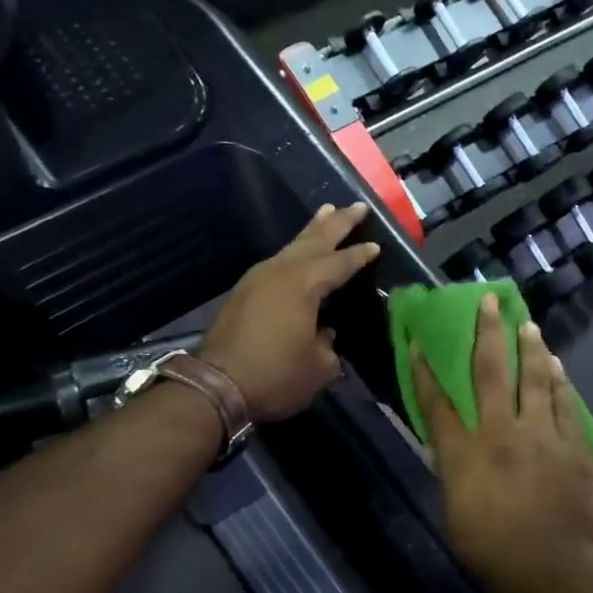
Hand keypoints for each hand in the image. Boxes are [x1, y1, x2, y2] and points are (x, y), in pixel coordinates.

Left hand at [201, 203, 380, 422]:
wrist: (216, 386)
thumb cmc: (275, 376)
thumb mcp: (318, 367)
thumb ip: (327, 345)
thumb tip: (324, 333)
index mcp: (304, 285)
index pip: (339, 263)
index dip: (359, 256)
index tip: (376, 246)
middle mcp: (280, 272)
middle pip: (314, 240)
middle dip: (337, 223)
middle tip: (357, 206)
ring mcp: (258, 279)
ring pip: (291, 246)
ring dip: (312, 231)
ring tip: (327, 213)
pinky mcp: (244, 292)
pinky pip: (278, 261)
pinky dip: (294, 251)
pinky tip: (298, 253)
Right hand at [411, 296, 592, 592]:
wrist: (558, 574)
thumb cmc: (494, 554)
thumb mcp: (457, 514)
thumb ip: (456, 474)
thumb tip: (454, 452)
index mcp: (465, 453)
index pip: (437, 402)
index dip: (424, 369)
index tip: (417, 340)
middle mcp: (502, 432)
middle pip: (491, 372)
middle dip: (488, 333)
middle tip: (490, 301)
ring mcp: (544, 435)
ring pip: (536, 379)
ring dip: (531, 349)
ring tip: (529, 325)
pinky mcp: (576, 447)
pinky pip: (567, 405)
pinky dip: (561, 384)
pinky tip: (559, 370)